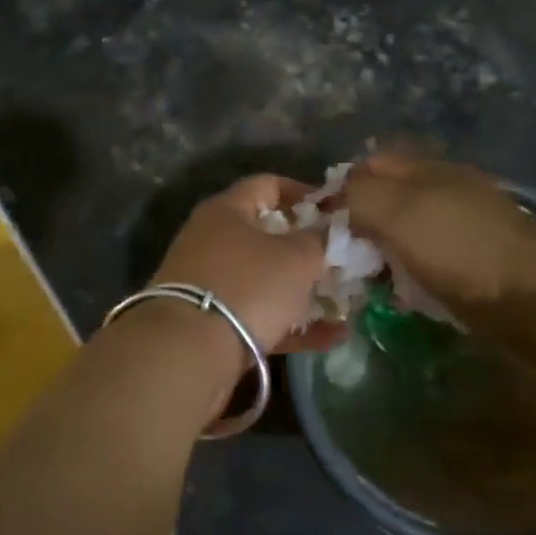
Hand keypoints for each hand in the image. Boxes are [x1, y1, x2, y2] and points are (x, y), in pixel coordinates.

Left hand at [151, 175, 346, 354]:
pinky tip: (334, 337)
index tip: (335, 209)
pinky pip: (260, 315)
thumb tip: (328, 232)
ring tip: (346, 300)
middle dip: (307, 247)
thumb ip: (319, 241)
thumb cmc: (248, 285)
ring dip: (304, 289)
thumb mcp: (296, 257)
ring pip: (264, 279)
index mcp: (226, 210)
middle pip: (266, 234)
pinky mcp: (211, 322)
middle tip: (342, 258)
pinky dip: (294, 324)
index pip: (268, 185)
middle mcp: (212, 239)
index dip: (304, 193)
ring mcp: (209, 283)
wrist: (189, 349)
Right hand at [344, 152, 535, 316]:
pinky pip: (434, 256)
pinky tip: (410, 293)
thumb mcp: (397, 213)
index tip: (325, 227)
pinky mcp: (484, 258)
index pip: (369, 165)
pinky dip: (416, 271)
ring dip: (389, 251)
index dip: (342, 189)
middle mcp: (449, 187)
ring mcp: (470, 222)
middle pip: (391, 196)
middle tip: (346, 257)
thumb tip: (340, 197)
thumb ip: (360, 195)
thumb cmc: (460, 252)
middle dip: (364, 223)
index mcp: (427, 169)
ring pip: (411, 228)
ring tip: (373, 279)